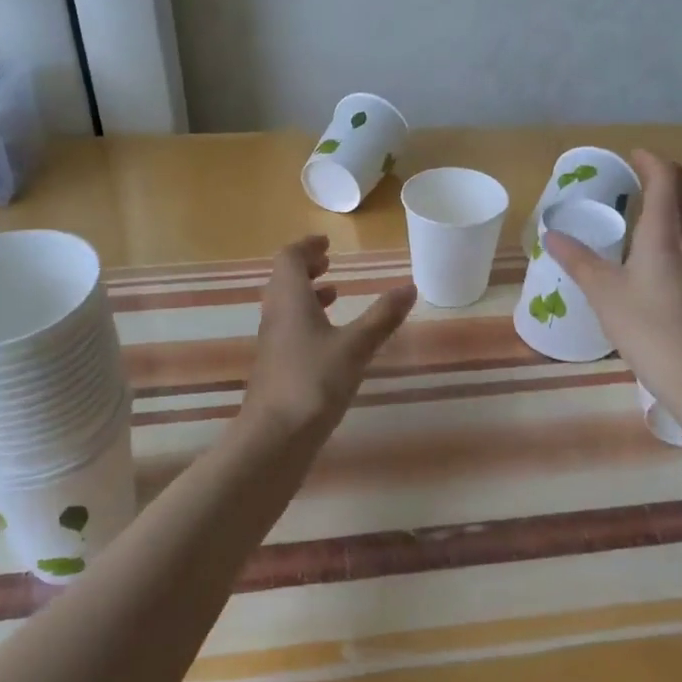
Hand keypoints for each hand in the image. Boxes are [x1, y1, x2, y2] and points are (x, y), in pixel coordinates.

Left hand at [241, 236, 416, 443]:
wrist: (274, 437)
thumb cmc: (314, 382)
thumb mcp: (356, 347)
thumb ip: (382, 317)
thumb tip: (410, 287)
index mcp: (289, 299)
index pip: (289, 258)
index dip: (306, 247)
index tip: (327, 244)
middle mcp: (275, 314)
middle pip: (283, 279)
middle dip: (305, 268)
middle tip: (329, 263)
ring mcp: (272, 342)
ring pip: (284, 305)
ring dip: (306, 294)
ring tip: (334, 295)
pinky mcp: (274, 366)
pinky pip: (287, 328)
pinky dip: (306, 319)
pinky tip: (329, 339)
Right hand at [544, 150, 681, 415]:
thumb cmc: (649, 330)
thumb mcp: (604, 294)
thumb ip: (579, 260)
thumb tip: (552, 234)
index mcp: (667, 232)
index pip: (667, 177)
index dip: (651, 160)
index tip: (632, 156)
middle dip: (672, 175)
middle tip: (644, 181)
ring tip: (656, 211)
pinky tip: (672, 254)